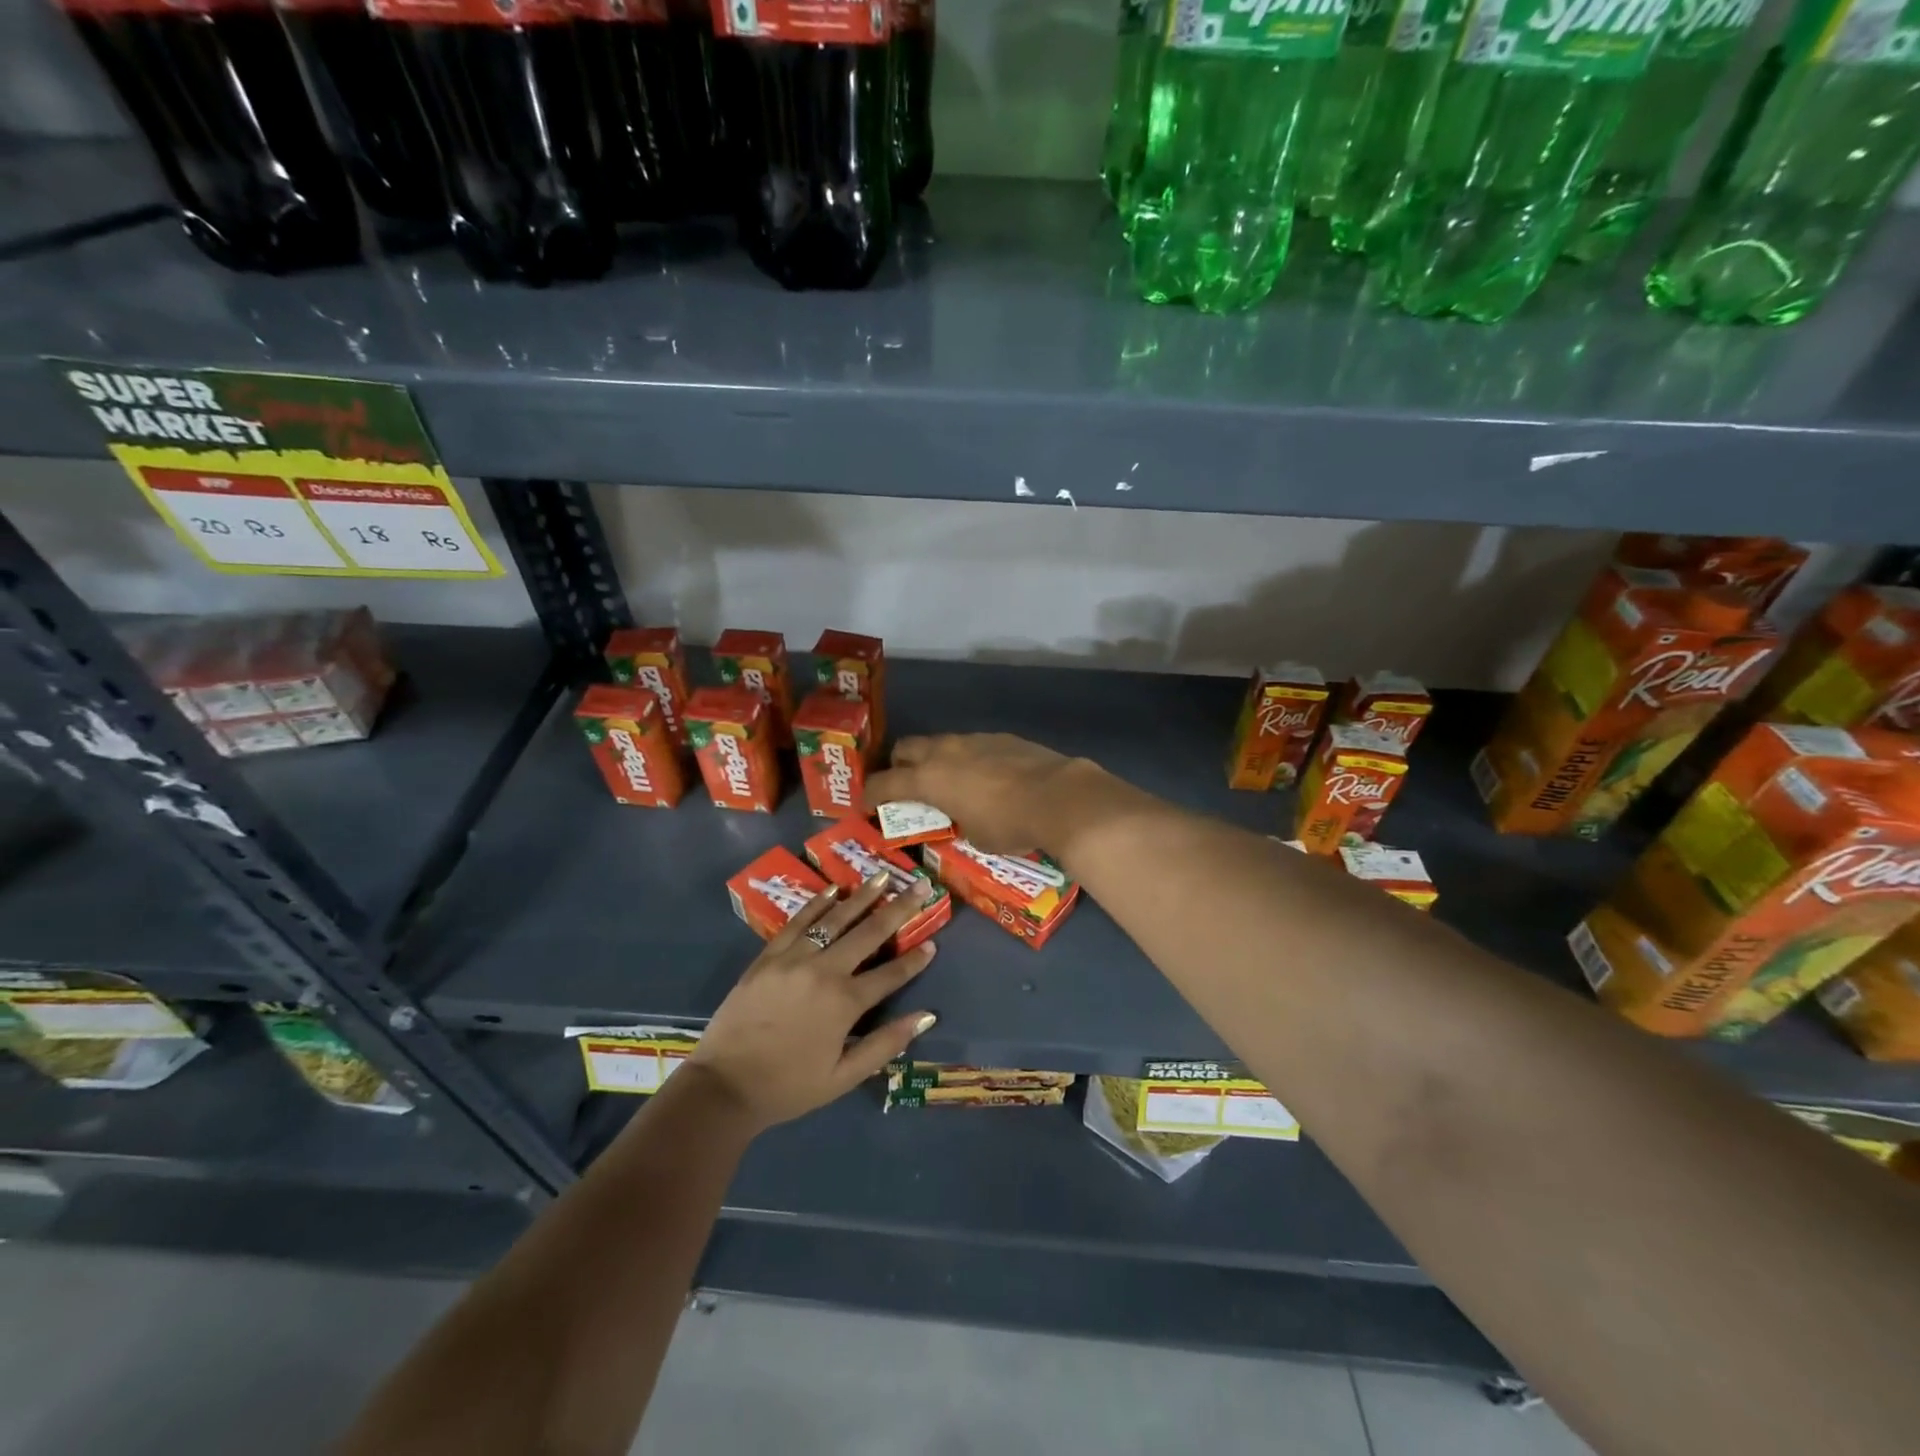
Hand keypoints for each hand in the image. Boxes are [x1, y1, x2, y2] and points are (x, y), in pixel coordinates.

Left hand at [686, 871, 939, 1131]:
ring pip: (835, 918)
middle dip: (899, 908)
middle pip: (869, 932)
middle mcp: (824, 970)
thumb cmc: (788, 1087)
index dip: (915, 959)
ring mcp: (794, 958)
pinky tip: (834, 889)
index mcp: (845, 1002)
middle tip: (920, 885)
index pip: (891, 973)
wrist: (724, 1086)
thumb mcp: (843, 1077)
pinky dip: (818, 903)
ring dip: (862, 896)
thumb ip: (886, 1044)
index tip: (934, 942)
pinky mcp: (769, 956)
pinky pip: (798, 922)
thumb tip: (927, 1017)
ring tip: (882, 876)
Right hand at [867, 733, 1103, 852]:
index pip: (884, 783)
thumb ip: (958, 821)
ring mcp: (973, 740)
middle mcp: (944, 752)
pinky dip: (968, 759)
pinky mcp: (1000, 737)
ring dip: (936, 760)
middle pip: (905, 749)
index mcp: (928, 778)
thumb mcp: (974, 836)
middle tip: (906, 787)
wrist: (1059, 797)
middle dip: (899, 766)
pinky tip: (985, 777)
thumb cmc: (1009, 824)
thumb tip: (963, 816)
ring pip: (940, 744)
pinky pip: (971, 745)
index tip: (865, 806)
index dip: (870, 795)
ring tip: (949, 782)